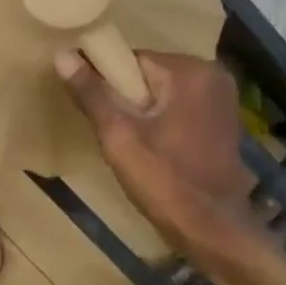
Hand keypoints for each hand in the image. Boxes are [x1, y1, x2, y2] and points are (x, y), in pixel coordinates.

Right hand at [57, 49, 253, 248]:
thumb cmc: (165, 182)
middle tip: (111, 133)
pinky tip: (152, 149)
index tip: (93, 109)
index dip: (106, 83)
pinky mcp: (222, 121)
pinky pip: (179, 108)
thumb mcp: (119, 137)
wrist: (213, 229)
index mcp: (190, 72)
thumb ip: (92, 95)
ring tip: (128, 143)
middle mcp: (212, 75)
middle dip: (125, 99)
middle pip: (148, 75)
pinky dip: (161, 121)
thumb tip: (62, 55)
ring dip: (142, 112)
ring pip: (162, 93)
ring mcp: (222, 99)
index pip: (132, 60)